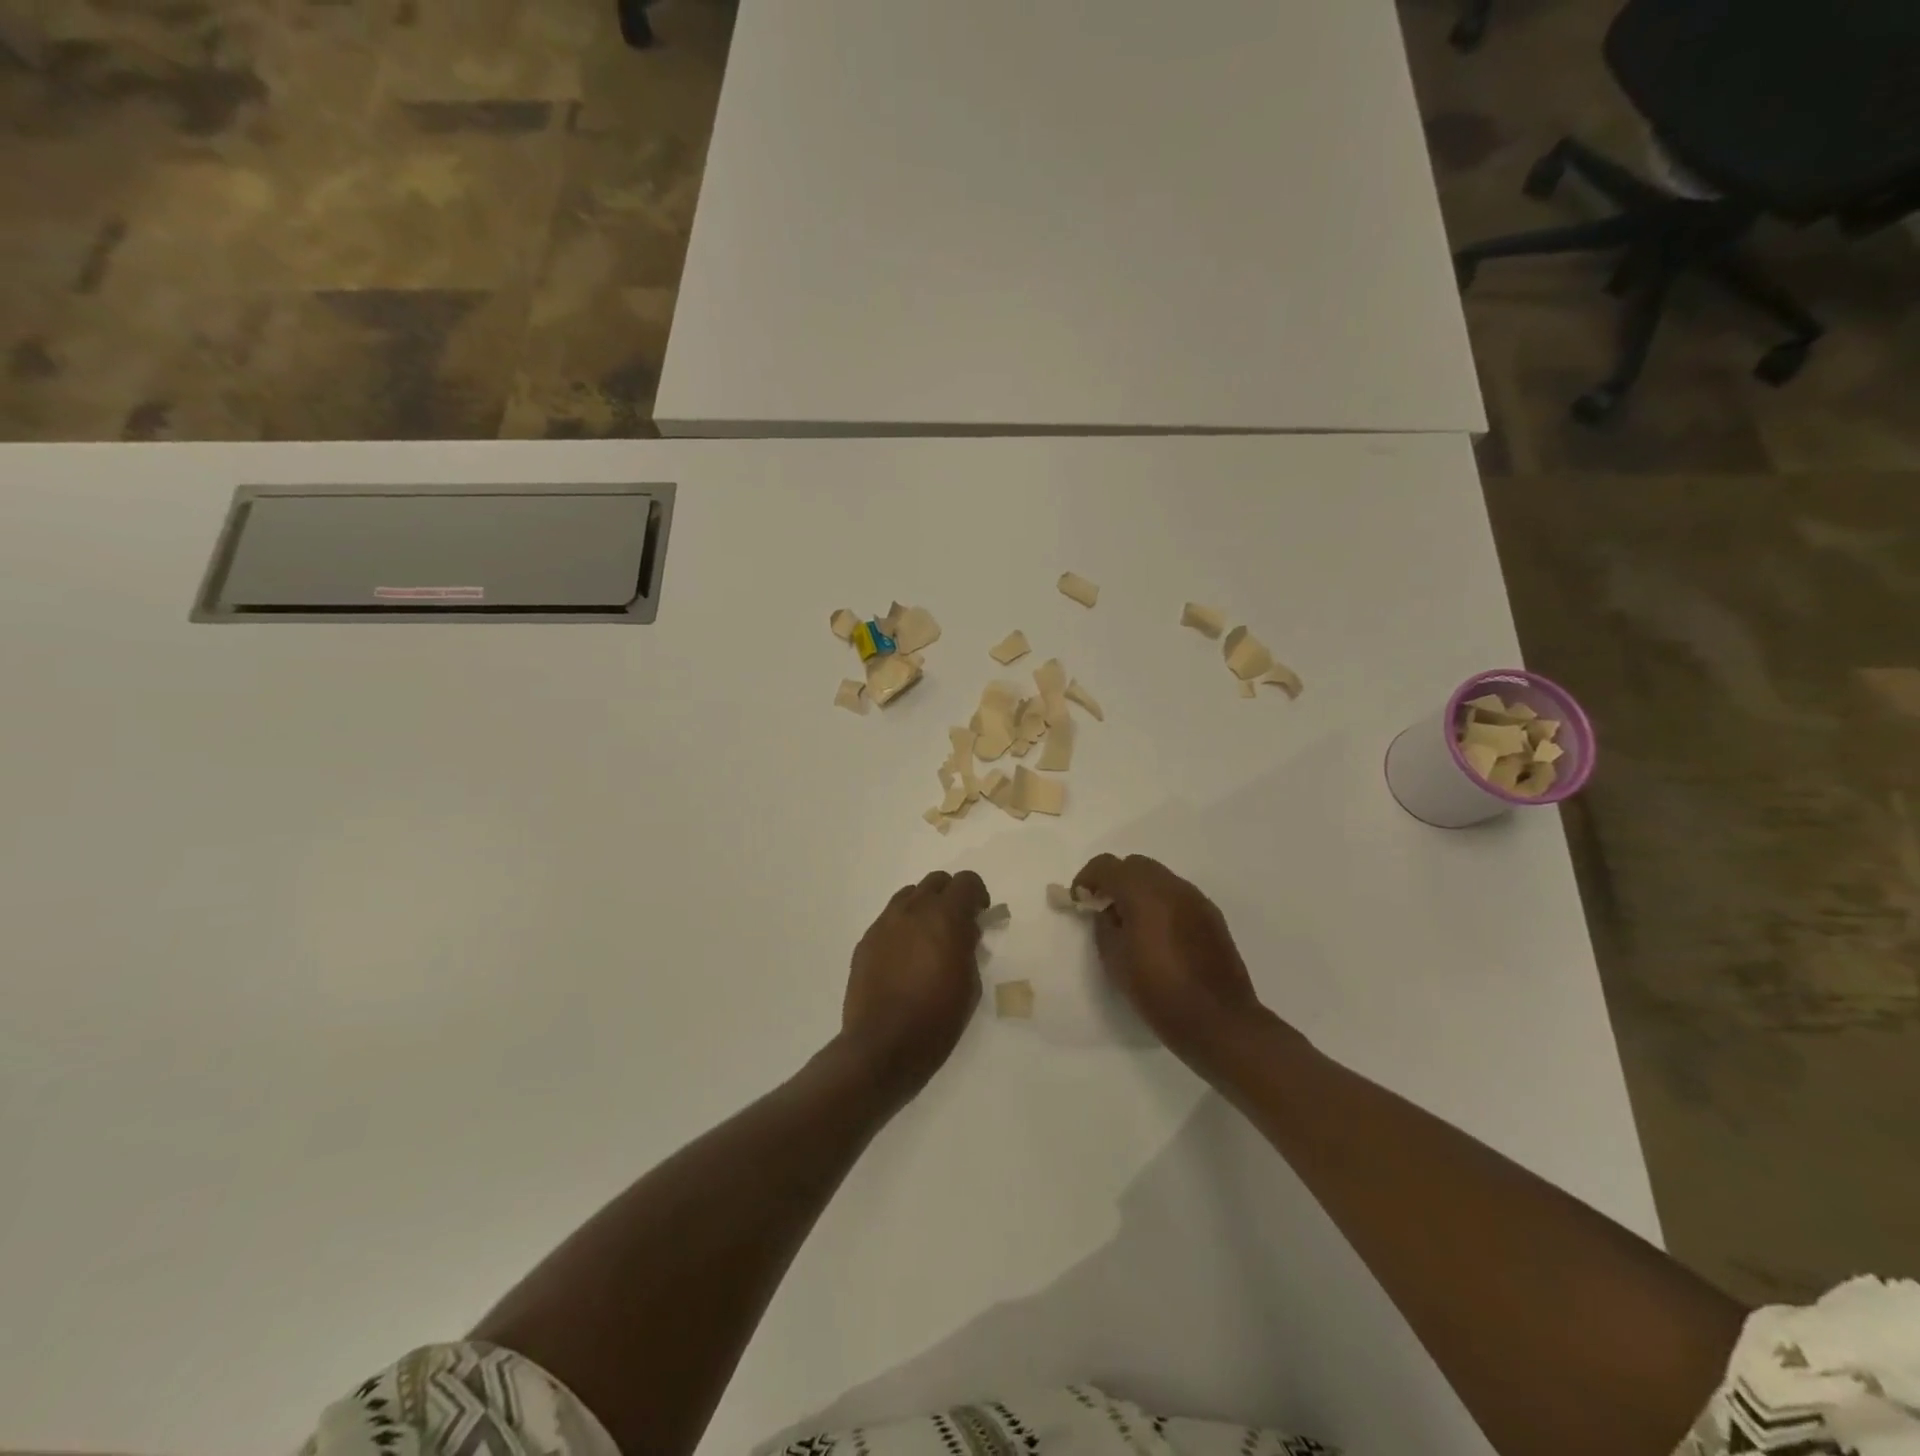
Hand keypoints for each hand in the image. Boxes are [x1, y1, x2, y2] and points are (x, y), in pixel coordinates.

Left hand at [842, 870, 988, 1100]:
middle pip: (936, 881)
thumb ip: (968, 948)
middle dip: (951, 896)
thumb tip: (964, 932)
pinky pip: (889, 918)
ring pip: (909, 895)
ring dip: (924, 907)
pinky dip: (902, 926)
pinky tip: (904, 957)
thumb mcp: (970, 984)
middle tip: (956, 925)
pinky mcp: (866, 940)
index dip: (978, 894)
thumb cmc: (936, 1019)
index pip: (966, 881)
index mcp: (945, 917)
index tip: (980, 916)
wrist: (882, 1046)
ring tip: (928, 939)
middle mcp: (913, 910)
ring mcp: (885, 923)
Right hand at [1073, 854, 1276, 1072]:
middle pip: (1135, 865)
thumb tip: (1107, 911)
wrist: (1218, 1021)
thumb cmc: (1158, 991)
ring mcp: (1196, 899)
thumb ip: (1104, 925)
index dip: (1086, 878)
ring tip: (1131, 923)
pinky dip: (1161, 903)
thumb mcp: (1115, 960)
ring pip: (1159, 878)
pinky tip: (1158, 934)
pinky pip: (1178, 895)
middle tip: (1103, 908)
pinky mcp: (1211, 916)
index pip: (1106, 865)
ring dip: (1139, 890)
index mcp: (1143, 892)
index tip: (1079, 900)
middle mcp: (1172, 886)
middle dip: (1115, 880)